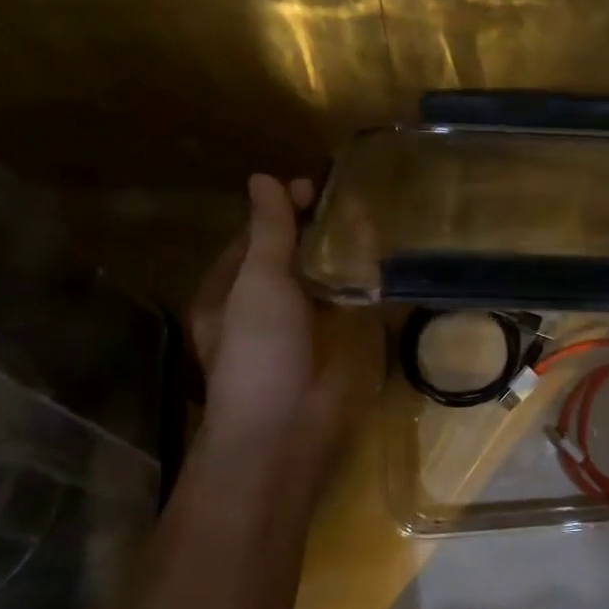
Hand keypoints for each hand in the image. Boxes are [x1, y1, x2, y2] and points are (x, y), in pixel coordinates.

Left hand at [188, 175, 352, 460]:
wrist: (285, 429)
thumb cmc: (259, 351)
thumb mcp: (258, 282)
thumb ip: (267, 232)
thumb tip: (262, 179)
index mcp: (226, 293)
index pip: (252, 239)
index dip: (280, 211)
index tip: (314, 190)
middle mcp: (258, 310)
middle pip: (287, 260)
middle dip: (314, 234)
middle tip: (350, 207)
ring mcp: (295, 333)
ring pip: (317, 284)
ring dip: (338, 260)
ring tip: (372, 228)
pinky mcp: (328, 352)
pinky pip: (342, 310)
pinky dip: (357, 290)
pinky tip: (381, 271)